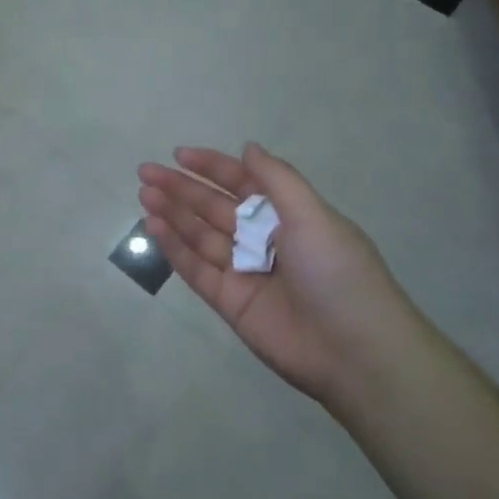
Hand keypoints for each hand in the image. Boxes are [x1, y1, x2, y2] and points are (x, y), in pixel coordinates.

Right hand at [138, 144, 428, 406]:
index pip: (242, 183)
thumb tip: (248, 147)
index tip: (179, 154)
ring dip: (172, 213)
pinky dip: (174, 247)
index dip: (212, 167)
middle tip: (146, 172)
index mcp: (289, 216)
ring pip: (199, 235)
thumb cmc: (337, 272)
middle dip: (181, 188)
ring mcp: (244, 272)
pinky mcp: (228, 302)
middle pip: (214, 207)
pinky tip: (154, 225)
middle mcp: (264, 240)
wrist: (354, 351)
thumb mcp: (314, 215)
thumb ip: (277, 179)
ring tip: (144, 194)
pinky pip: (195, 269)